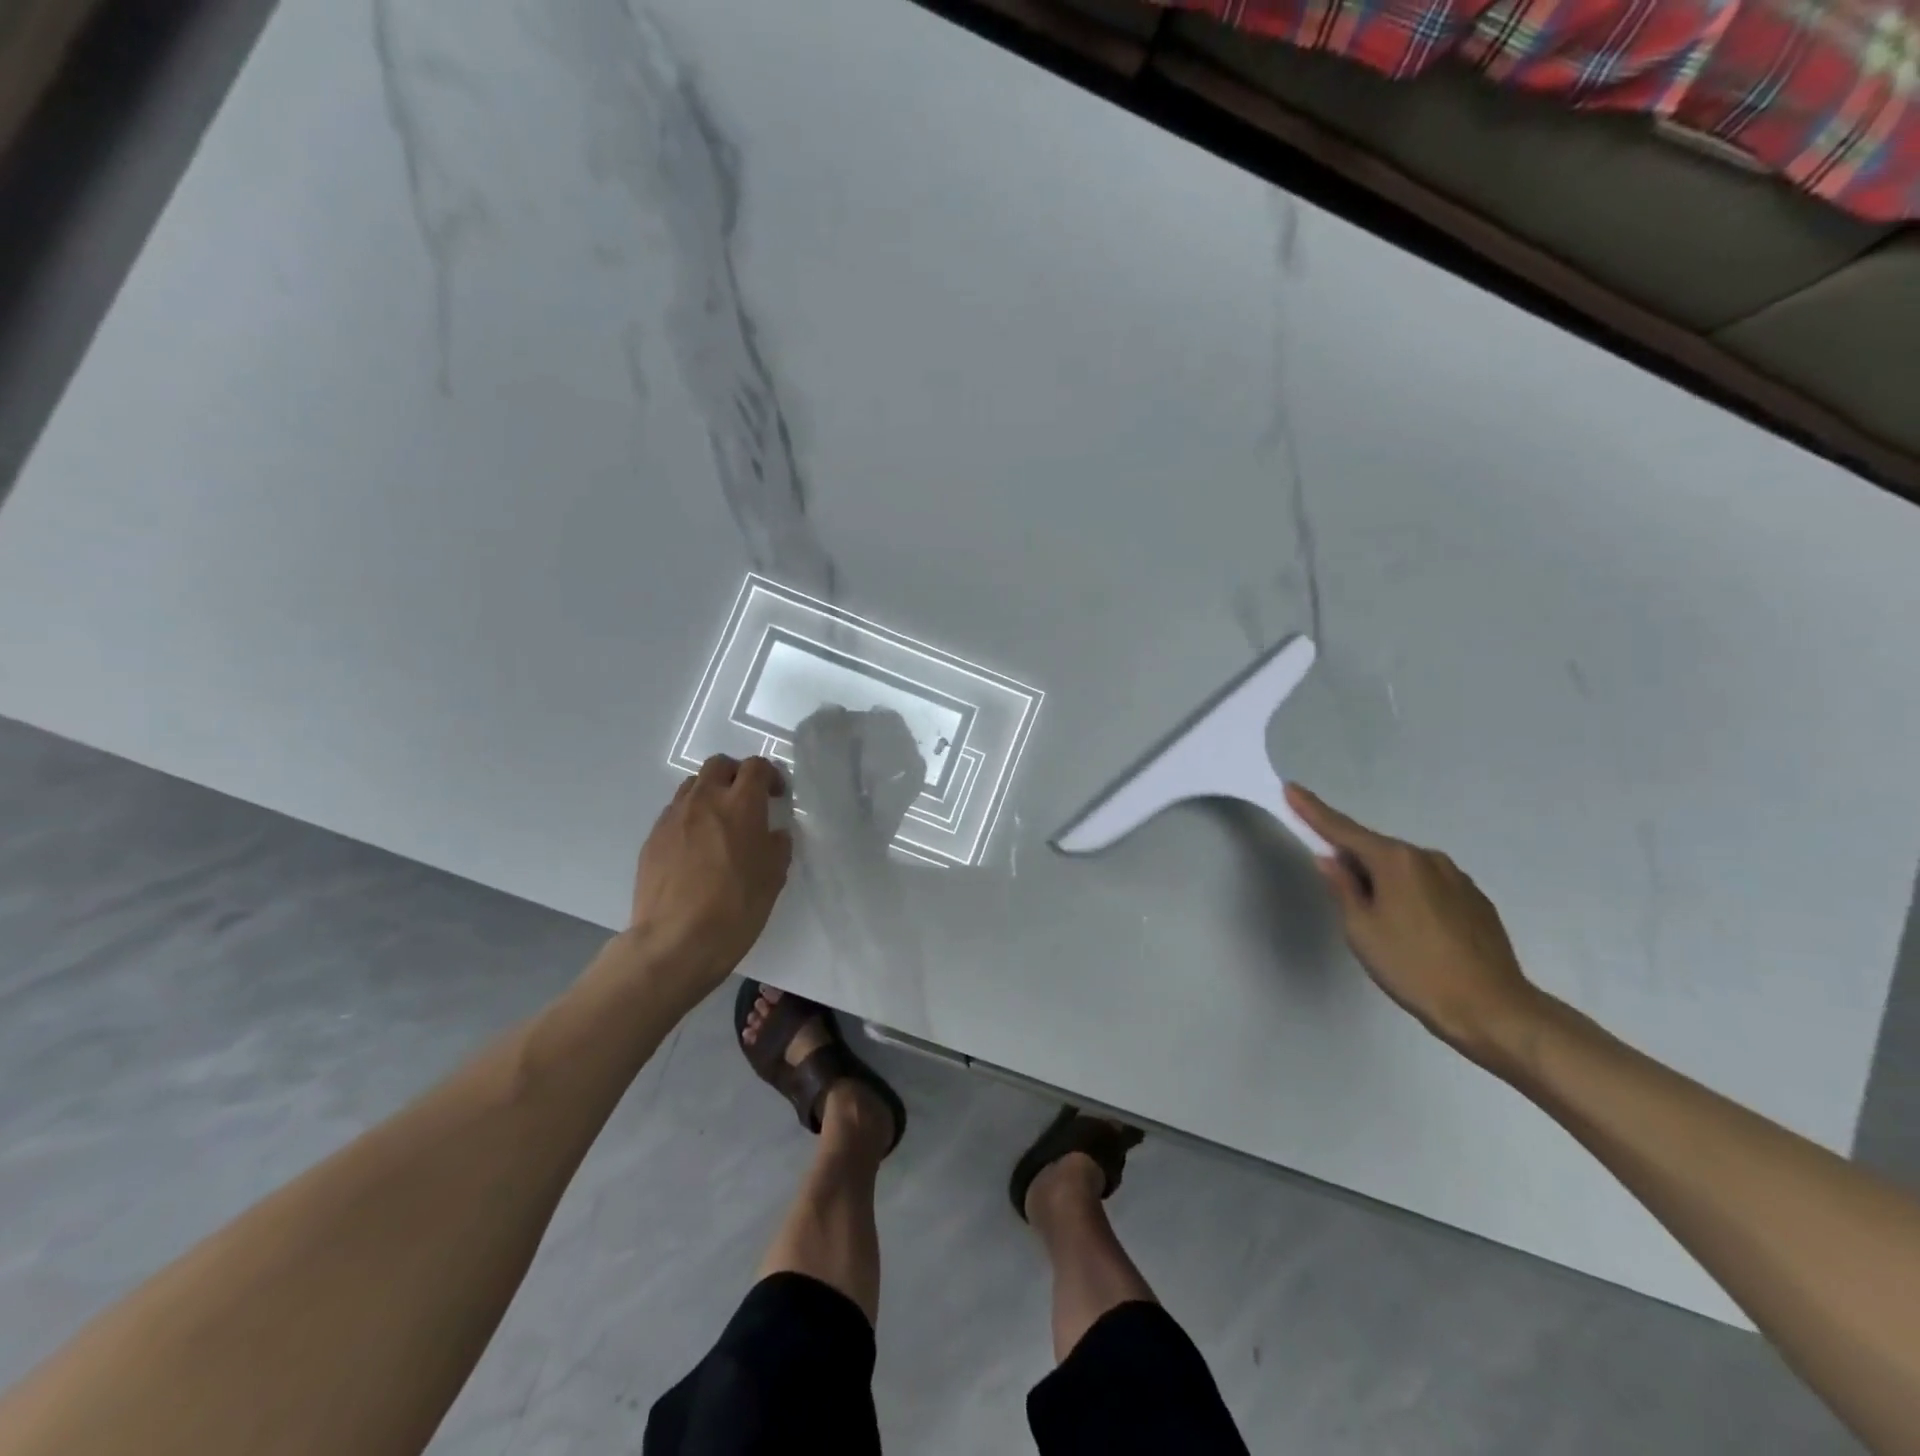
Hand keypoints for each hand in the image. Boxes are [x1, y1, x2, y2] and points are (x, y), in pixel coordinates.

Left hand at [628, 754, 792, 999]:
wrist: (675, 942)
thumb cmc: (736, 907)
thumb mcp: (774, 877)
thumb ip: (777, 845)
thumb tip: (772, 834)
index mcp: (741, 804)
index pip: (756, 767)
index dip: (770, 775)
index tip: (776, 795)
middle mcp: (704, 800)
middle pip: (719, 765)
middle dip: (736, 774)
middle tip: (748, 799)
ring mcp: (673, 818)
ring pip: (692, 786)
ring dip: (710, 793)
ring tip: (719, 822)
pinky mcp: (652, 839)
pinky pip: (674, 814)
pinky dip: (690, 818)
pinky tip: (696, 848)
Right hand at [1286, 783, 1542, 1067]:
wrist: (1493, 1009)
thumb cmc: (1414, 967)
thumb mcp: (1362, 930)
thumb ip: (1342, 888)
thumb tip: (1330, 859)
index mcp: (1395, 861)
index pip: (1343, 830)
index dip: (1313, 810)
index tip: (1292, 789)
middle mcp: (1427, 858)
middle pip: (1376, 850)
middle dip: (1353, 861)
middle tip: (1341, 896)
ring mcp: (1457, 877)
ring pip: (1404, 869)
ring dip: (1384, 882)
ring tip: (1382, 924)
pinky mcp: (1475, 899)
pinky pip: (1429, 885)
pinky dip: (1410, 896)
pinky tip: (1413, 930)